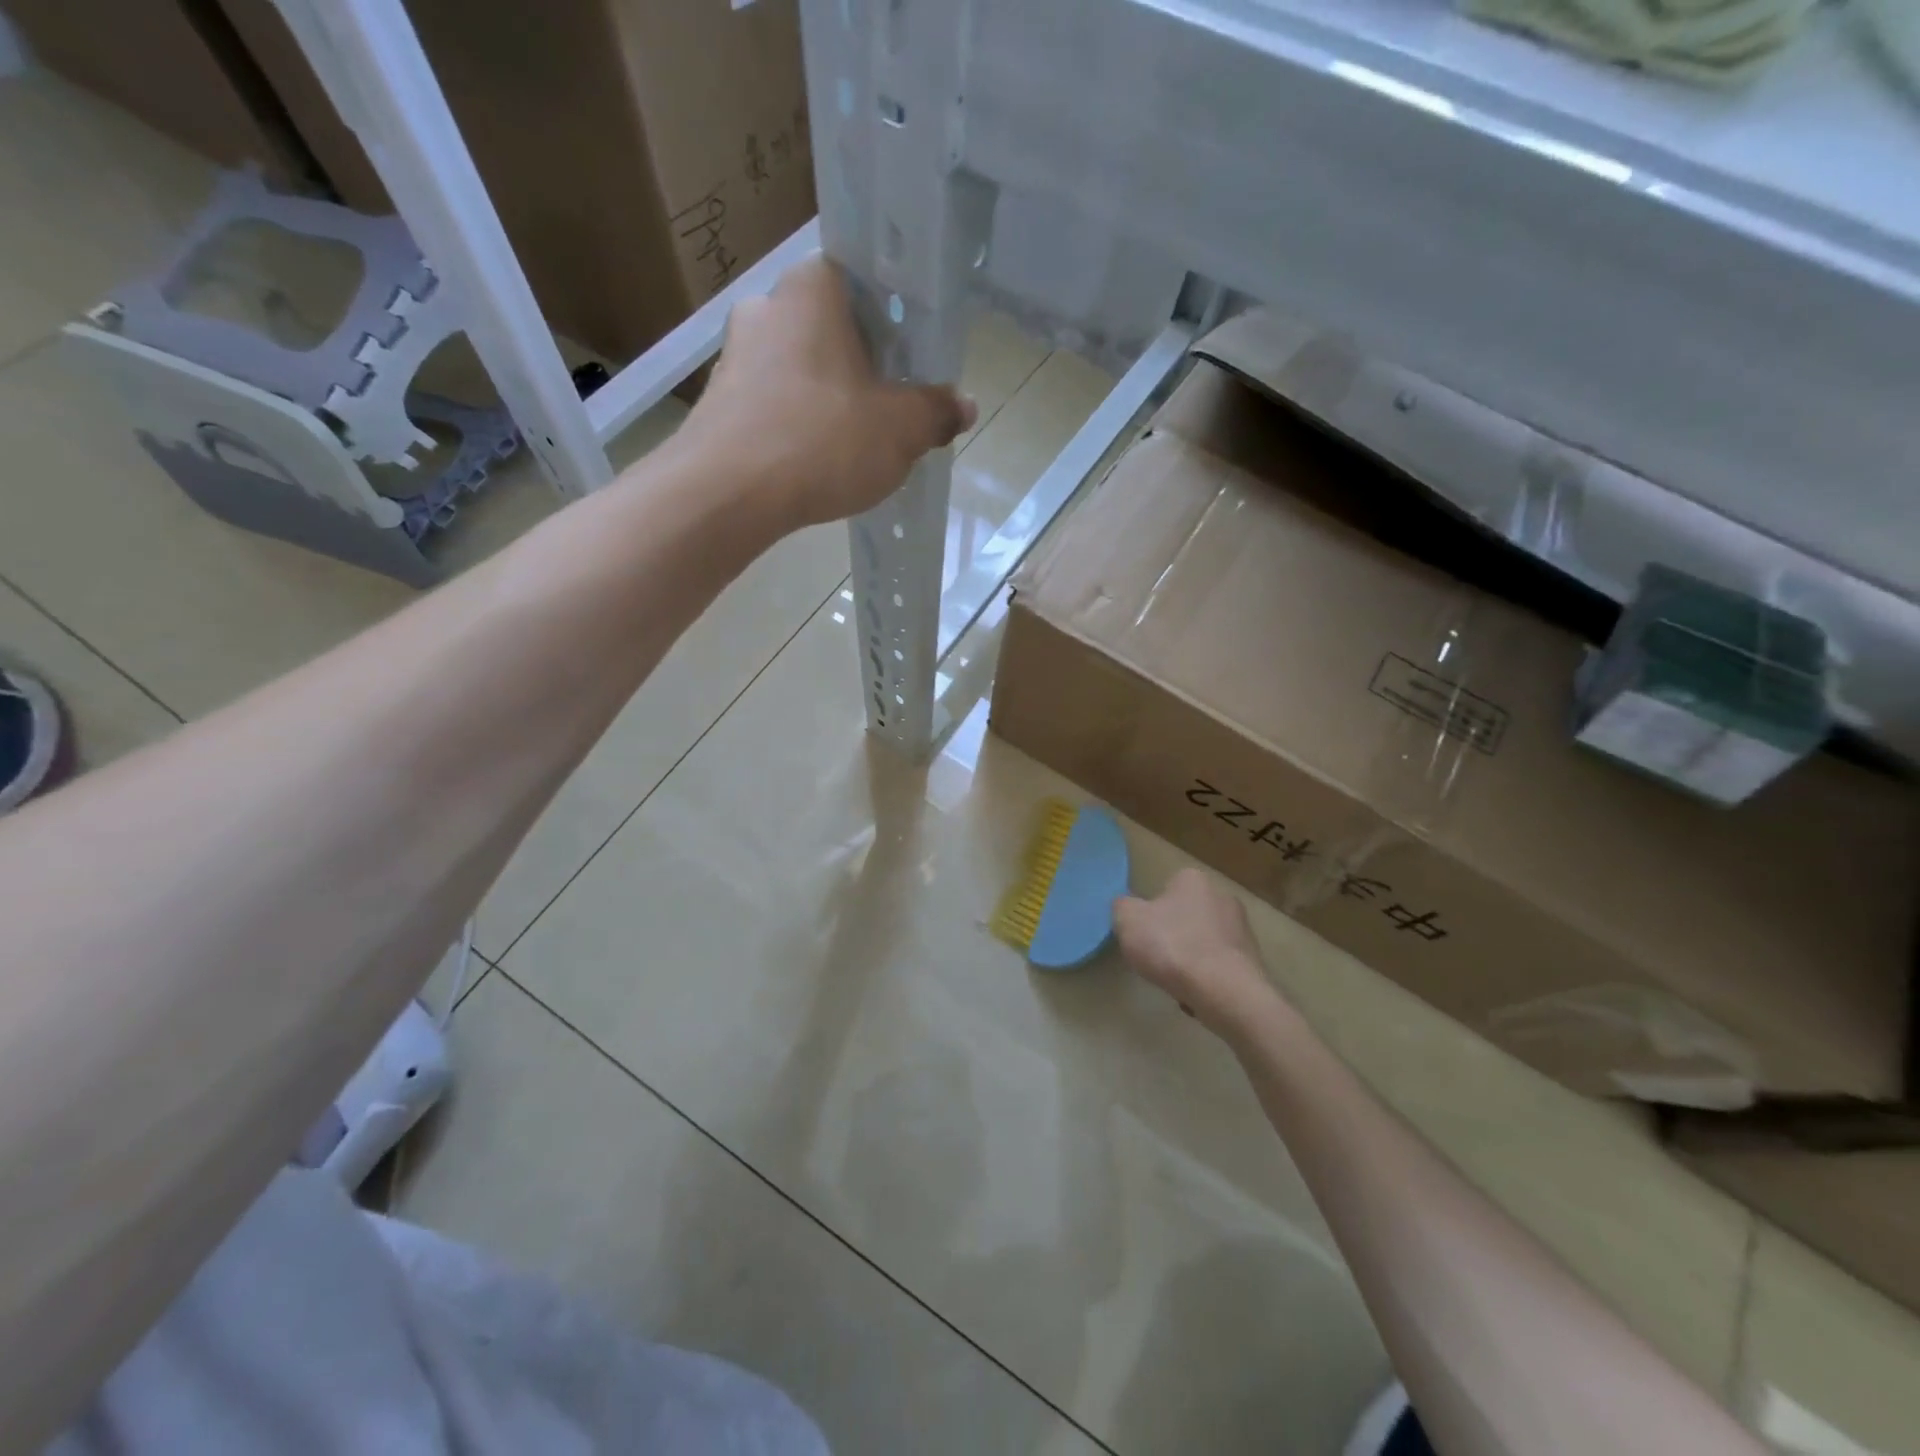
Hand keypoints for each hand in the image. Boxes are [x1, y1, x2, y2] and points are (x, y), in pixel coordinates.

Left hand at [677, 254, 975, 529]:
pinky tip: (812, 462)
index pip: (862, 281)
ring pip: (798, 369)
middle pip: (830, 328)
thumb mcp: (901, 430)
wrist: (727, 495)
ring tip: (852, 442)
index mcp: (812, 288)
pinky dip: (795, 425)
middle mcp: (765, 306)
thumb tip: (962, 405)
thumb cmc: (823, 441)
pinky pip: (771, 404)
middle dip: (860, 365)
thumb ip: (936, 412)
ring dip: (826, 398)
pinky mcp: (716, 402)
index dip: (893, 320)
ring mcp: (733, 355)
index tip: (910, 359)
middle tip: (890, 405)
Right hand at [1114, 869, 1282, 1036]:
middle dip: (1172, 934)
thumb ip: (1122, 907)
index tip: (1144, 934)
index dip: (1151, 911)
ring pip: (1203, 941)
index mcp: (1193, 879)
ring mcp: (1242, 929)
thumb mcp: (1127, 920)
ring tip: (1175, 980)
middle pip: (1186, 914)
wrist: (1225, 992)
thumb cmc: (1172, 946)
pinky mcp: (1252, 960)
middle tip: (1156, 957)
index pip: (1165, 888)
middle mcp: (1223, 895)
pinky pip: (1218, 965)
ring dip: (1190, 957)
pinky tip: (1196, 992)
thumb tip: (1129, 908)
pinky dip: (1206, 977)